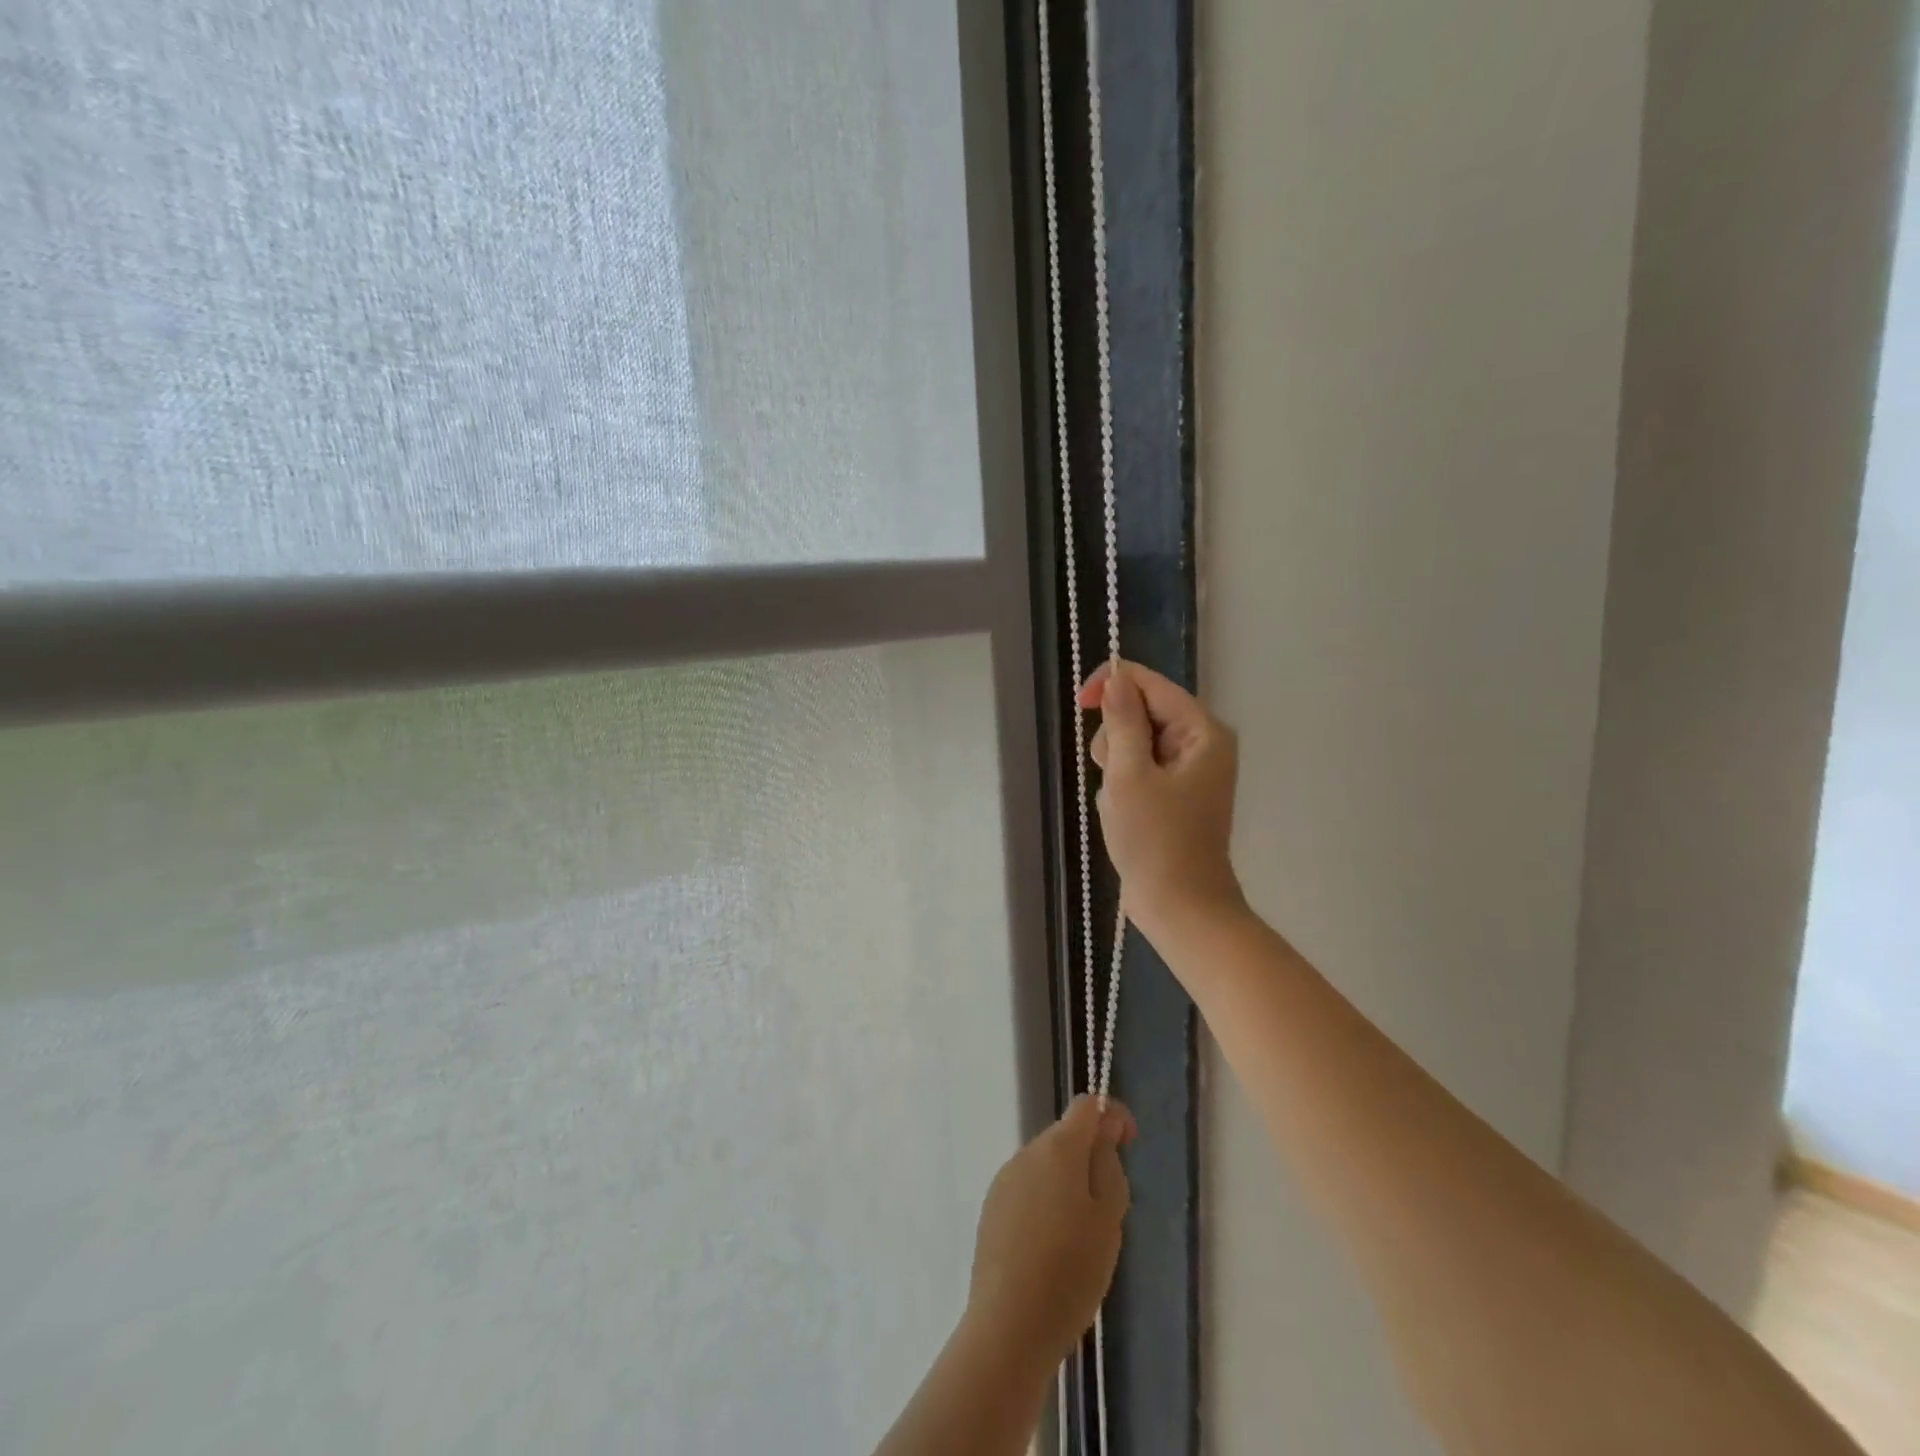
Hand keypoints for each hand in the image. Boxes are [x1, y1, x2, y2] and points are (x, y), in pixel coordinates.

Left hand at [964, 1096, 1135, 1370]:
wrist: (1009, 1325)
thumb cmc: (1070, 1272)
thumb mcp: (1109, 1220)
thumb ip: (1109, 1168)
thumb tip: (1101, 1136)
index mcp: (1058, 1149)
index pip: (1086, 1106)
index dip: (1112, 1116)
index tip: (1128, 1143)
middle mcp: (1027, 1153)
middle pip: (1065, 1137)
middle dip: (1090, 1159)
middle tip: (1109, 1210)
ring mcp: (1005, 1179)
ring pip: (1046, 1166)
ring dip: (1067, 1184)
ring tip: (1081, 1239)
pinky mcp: (992, 1208)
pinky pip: (1028, 1191)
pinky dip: (1045, 1205)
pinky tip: (1052, 1250)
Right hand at [1078, 659, 1243, 934]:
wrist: (1180, 907)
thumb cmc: (1155, 839)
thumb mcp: (1129, 775)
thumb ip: (1123, 722)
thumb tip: (1116, 680)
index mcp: (1202, 732)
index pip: (1151, 683)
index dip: (1113, 685)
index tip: (1080, 704)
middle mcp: (1201, 744)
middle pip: (1142, 711)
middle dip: (1116, 737)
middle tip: (1113, 774)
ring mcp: (1190, 771)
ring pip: (1135, 742)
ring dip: (1116, 765)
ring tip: (1119, 801)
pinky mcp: (1176, 794)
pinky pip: (1139, 770)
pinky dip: (1123, 785)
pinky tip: (1124, 813)